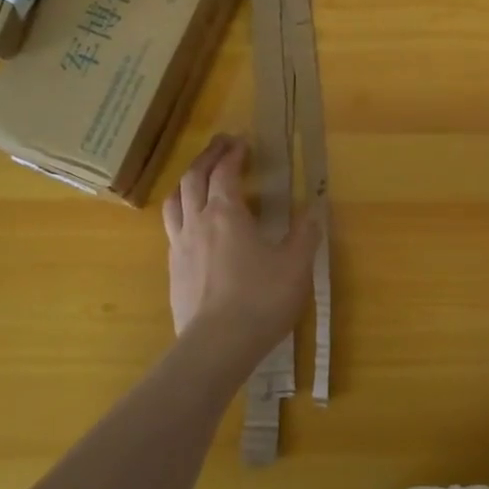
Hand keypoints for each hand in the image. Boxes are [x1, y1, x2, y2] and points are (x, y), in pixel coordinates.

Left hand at [163, 134, 317, 358]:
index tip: (243, 141)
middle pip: (193, 178)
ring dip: (187, 182)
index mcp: (226, 213)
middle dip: (207, 157)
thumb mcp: (295, 265)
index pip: (224, 172)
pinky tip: (193, 226)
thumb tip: (316, 208)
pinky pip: (172, 229)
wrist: (215, 347)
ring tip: (198, 177)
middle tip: (221, 145)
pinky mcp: (173, 271)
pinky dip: (182, 213)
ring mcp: (179, 247)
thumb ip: (305, 233)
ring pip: (174, 201)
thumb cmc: (260, 300)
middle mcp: (197, 222)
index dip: (233, 153)